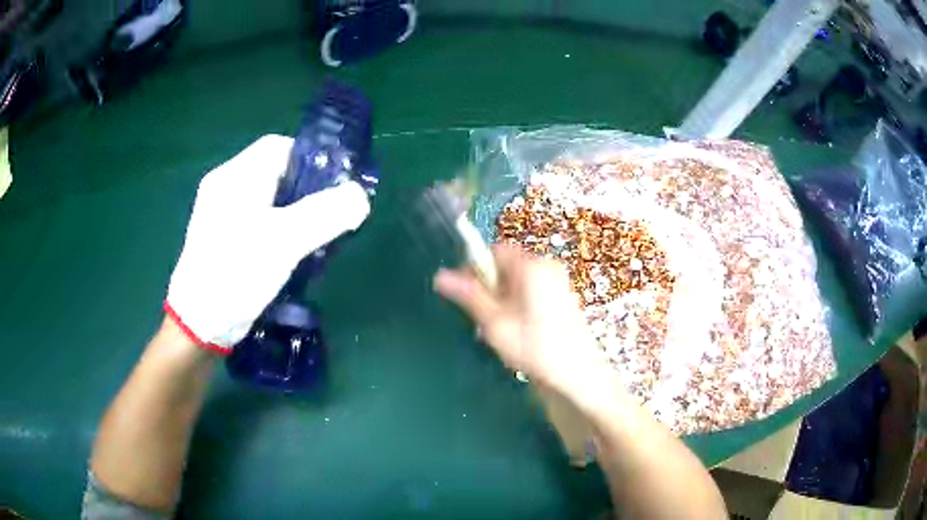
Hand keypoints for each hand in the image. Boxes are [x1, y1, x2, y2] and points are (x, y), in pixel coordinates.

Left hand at [165, 135, 370, 352]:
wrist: (198, 324)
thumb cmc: (237, 274)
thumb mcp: (285, 241)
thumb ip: (326, 213)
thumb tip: (360, 195)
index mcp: (235, 176)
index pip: (279, 147)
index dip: (311, 161)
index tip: (334, 188)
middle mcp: (225, 186)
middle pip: (274, 173)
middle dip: (305, 191)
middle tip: (327, 217)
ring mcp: (220, 213)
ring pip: (267, 198)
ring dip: (292, 213)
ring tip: (311, 238)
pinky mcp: (221, 237)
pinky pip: (256, 220)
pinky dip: (276, 228)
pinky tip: (288, 252)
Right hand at [434, 244, 602, 393]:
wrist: (577, 374)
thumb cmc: (534, 347)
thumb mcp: (495, 322)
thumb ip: (469, 295)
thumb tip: (440, 276)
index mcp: (532, 266)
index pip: (495, 251)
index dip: (474, 268)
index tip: (463, 293)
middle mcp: (547, 267)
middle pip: (507, 266)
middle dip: (489, 287)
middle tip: (481, 317)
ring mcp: (558, 283)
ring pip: (518, 282)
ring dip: (502, 299)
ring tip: (497, 328)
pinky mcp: (563, 298)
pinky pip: (532, 292)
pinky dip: (518, 305)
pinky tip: (516, 331)